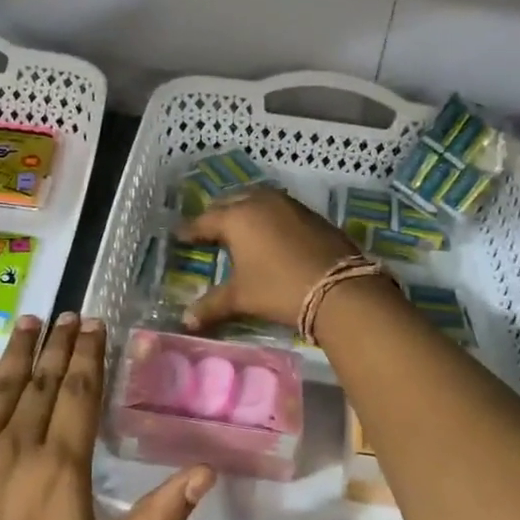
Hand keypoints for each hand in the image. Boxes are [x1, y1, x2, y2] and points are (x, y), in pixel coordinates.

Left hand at [0, 314, 213, 519]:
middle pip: (42, 381)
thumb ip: (159, 518)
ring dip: (19, 350)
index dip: (90, 355)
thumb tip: (206, 471)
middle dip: (60, 344)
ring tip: (33, 320)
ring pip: (1, 387)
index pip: (79, 393)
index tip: (97, 324)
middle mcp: (15, 448)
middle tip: (72, 314)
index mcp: (60, 467)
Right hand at [178, 187, 357, 330]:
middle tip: (208, 229)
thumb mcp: (242, 297)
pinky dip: (267, 215)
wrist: (340, 288)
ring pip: (257, 199)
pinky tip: (269, 231)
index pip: (205, 221)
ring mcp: (288, 204)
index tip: (179, 235)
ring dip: (244, 209)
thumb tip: (185, 321)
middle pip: (230, 202)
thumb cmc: (279, 289)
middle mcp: (260, 202)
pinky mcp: (310, 213)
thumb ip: (211, 306)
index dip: (191, 230)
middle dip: (217, 214)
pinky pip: (279, 207)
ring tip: (238, 226)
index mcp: (237, 217)